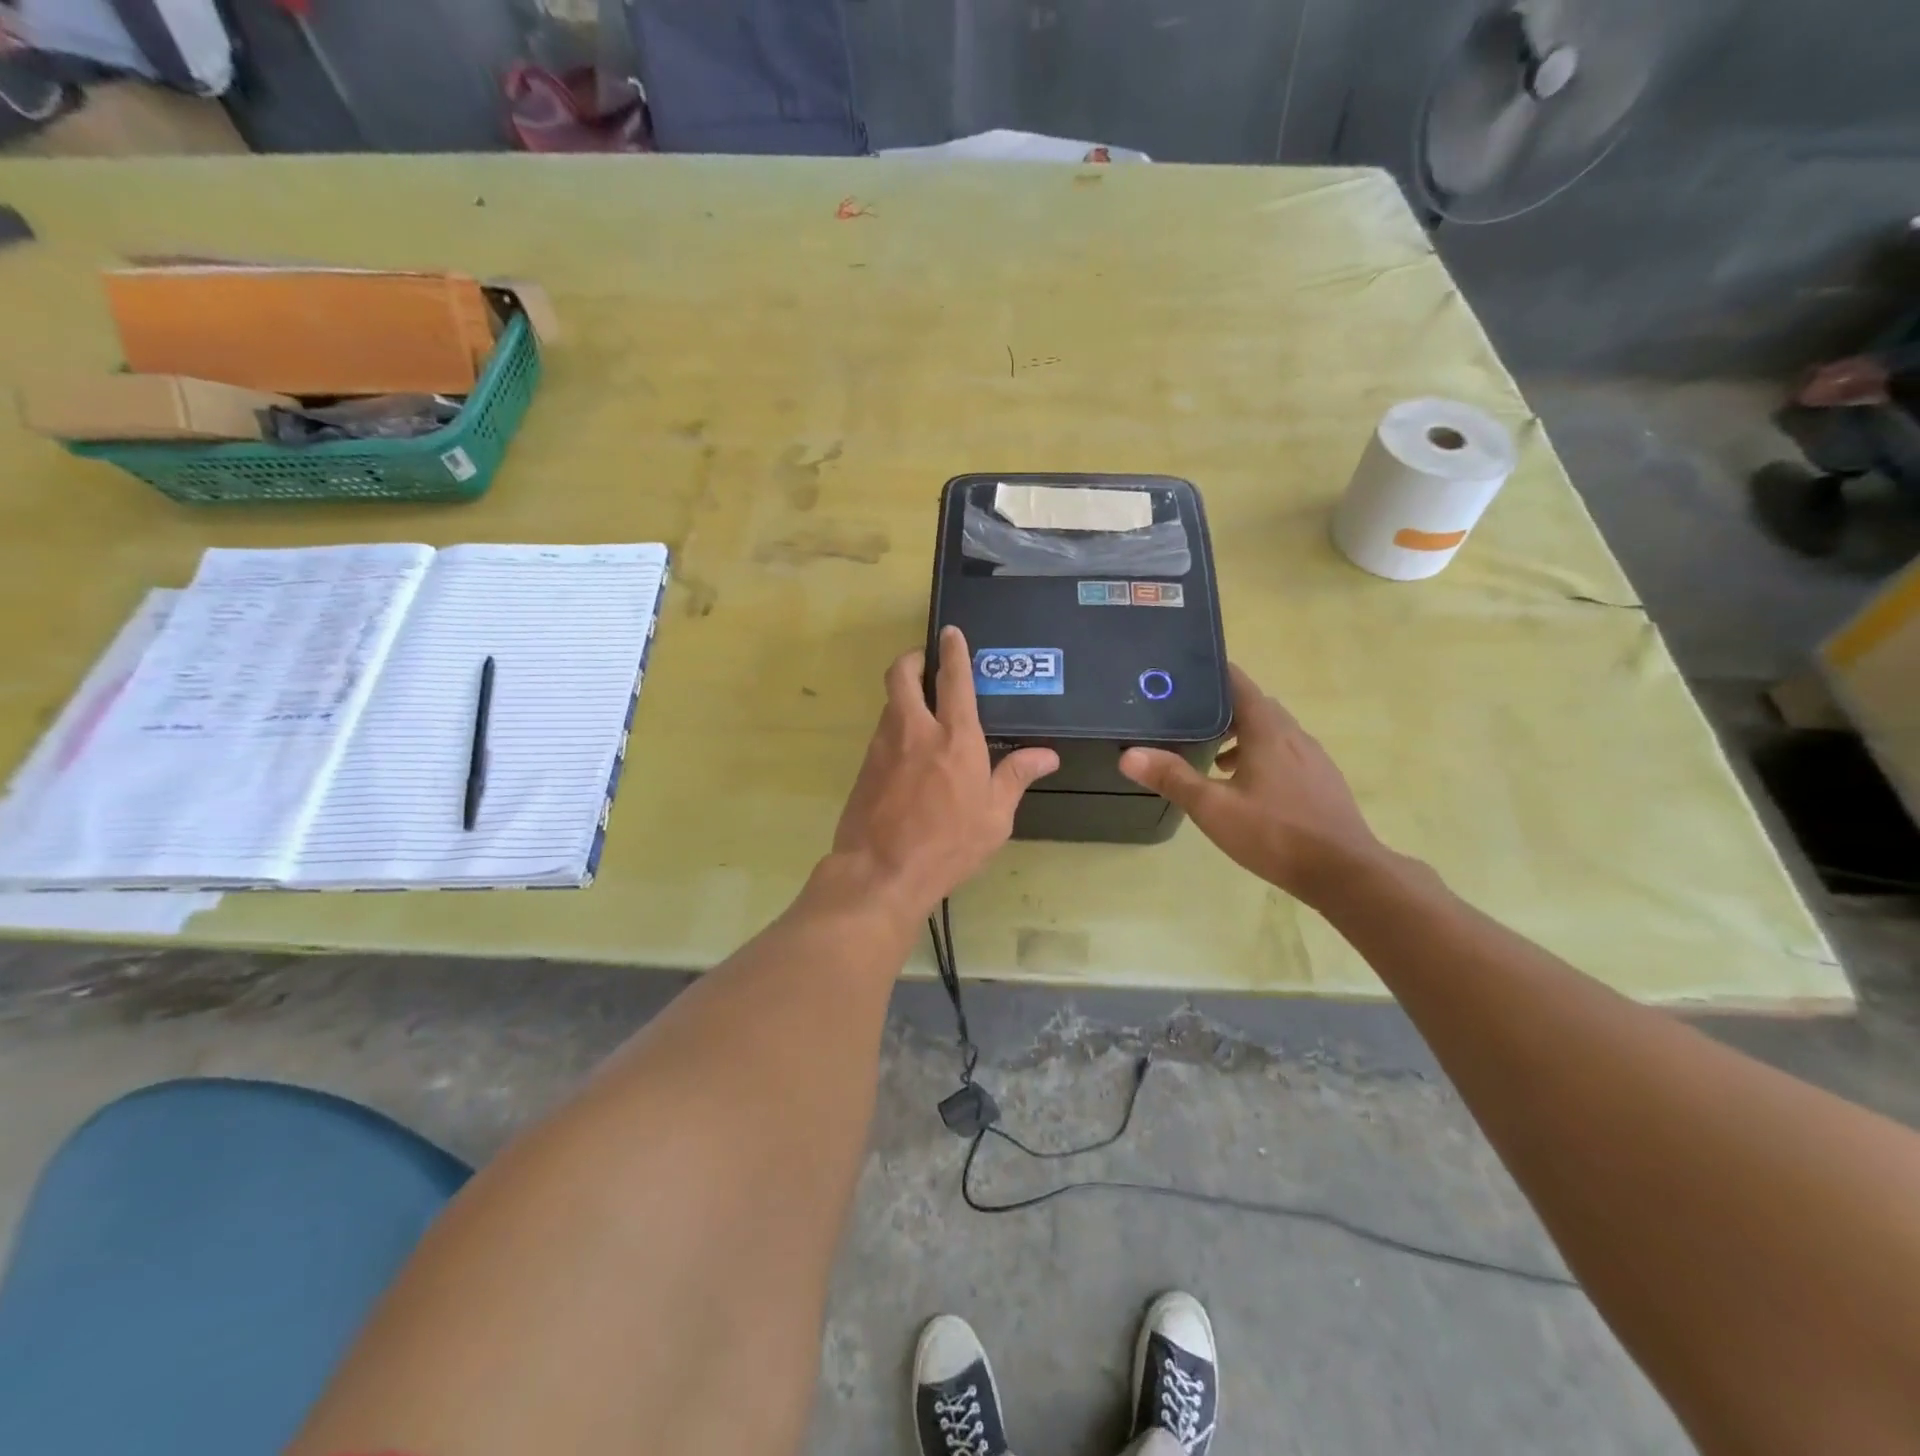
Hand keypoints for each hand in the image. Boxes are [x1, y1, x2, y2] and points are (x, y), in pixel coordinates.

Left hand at [828, 626, 1058, 919]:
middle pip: (902, 674)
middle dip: (912, 659)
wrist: (880, 872)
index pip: (954, 680)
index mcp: (955, 739)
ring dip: (904, 696)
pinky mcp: (865, 766)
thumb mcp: (994, 818)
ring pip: (890, 703)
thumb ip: (1015, 777)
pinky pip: (882, 734)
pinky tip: (909, 755)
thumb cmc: (947, 845)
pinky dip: (896, 729)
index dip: (953, 651)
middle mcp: (915, 731)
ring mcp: (883, 746)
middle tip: (926, 664)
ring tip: (924, 712)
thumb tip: (1047, 755)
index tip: (950, 632)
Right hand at [1119, 664, 1384, 905]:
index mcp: (1268, 731)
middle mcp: (1293, 735)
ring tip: (1212, 756)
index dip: (1212, 673)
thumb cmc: (1275, 834)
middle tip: (1187, 718)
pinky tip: (1246, 786)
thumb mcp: (1214, 808)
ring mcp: (1312, 758)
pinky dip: (1261, 755)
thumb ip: (1173, 778)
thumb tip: (1129, 755)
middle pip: (1255, 706)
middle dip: (1222, 708)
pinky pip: (1286, 753)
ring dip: (1242, 735)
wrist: (1344, 872)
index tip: (1183, 674)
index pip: (1239, 684)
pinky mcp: (1321, 781)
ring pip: (1272, 731)